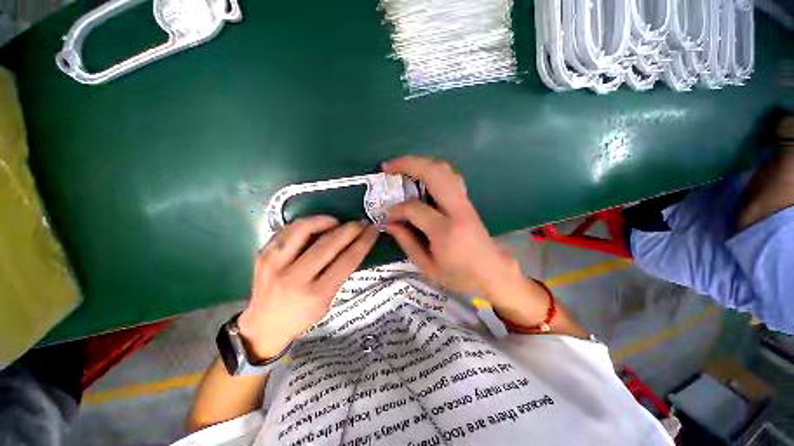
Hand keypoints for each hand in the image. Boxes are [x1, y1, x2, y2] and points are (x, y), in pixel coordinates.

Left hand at [237, 216, 377, 360]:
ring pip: (303, 229)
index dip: (363, 242)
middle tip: (360, 222)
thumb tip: (353, 244)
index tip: (373, 230)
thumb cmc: (301, 317)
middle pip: (328, 244)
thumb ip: (339, 273)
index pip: (347, 261)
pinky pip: (287, 230)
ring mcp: (274, 264)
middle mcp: (294, 277)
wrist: (263, 326)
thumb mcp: (327, 301)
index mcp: (315, 294)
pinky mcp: (263, 255)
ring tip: (336, 222)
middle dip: (350, 229)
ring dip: (325, 220)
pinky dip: (306, 224)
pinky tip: (315, 226)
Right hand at [384, 156, 550, 325]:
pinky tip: (422, 176)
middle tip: (388, 166)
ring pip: (444, 170)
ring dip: (421, 163)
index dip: (397, 209)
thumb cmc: (459, 276)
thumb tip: (389, 223)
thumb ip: (407, 242)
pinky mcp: (468, 201)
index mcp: (445, 231)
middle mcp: (458, 210)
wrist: (492, 272)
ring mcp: (466, 203)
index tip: (388, 216)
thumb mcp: (428, 267)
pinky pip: (450, 177)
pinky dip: (433, 170)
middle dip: (408, 165)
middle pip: (434, 174)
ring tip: (402, 167)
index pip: (415, 208)